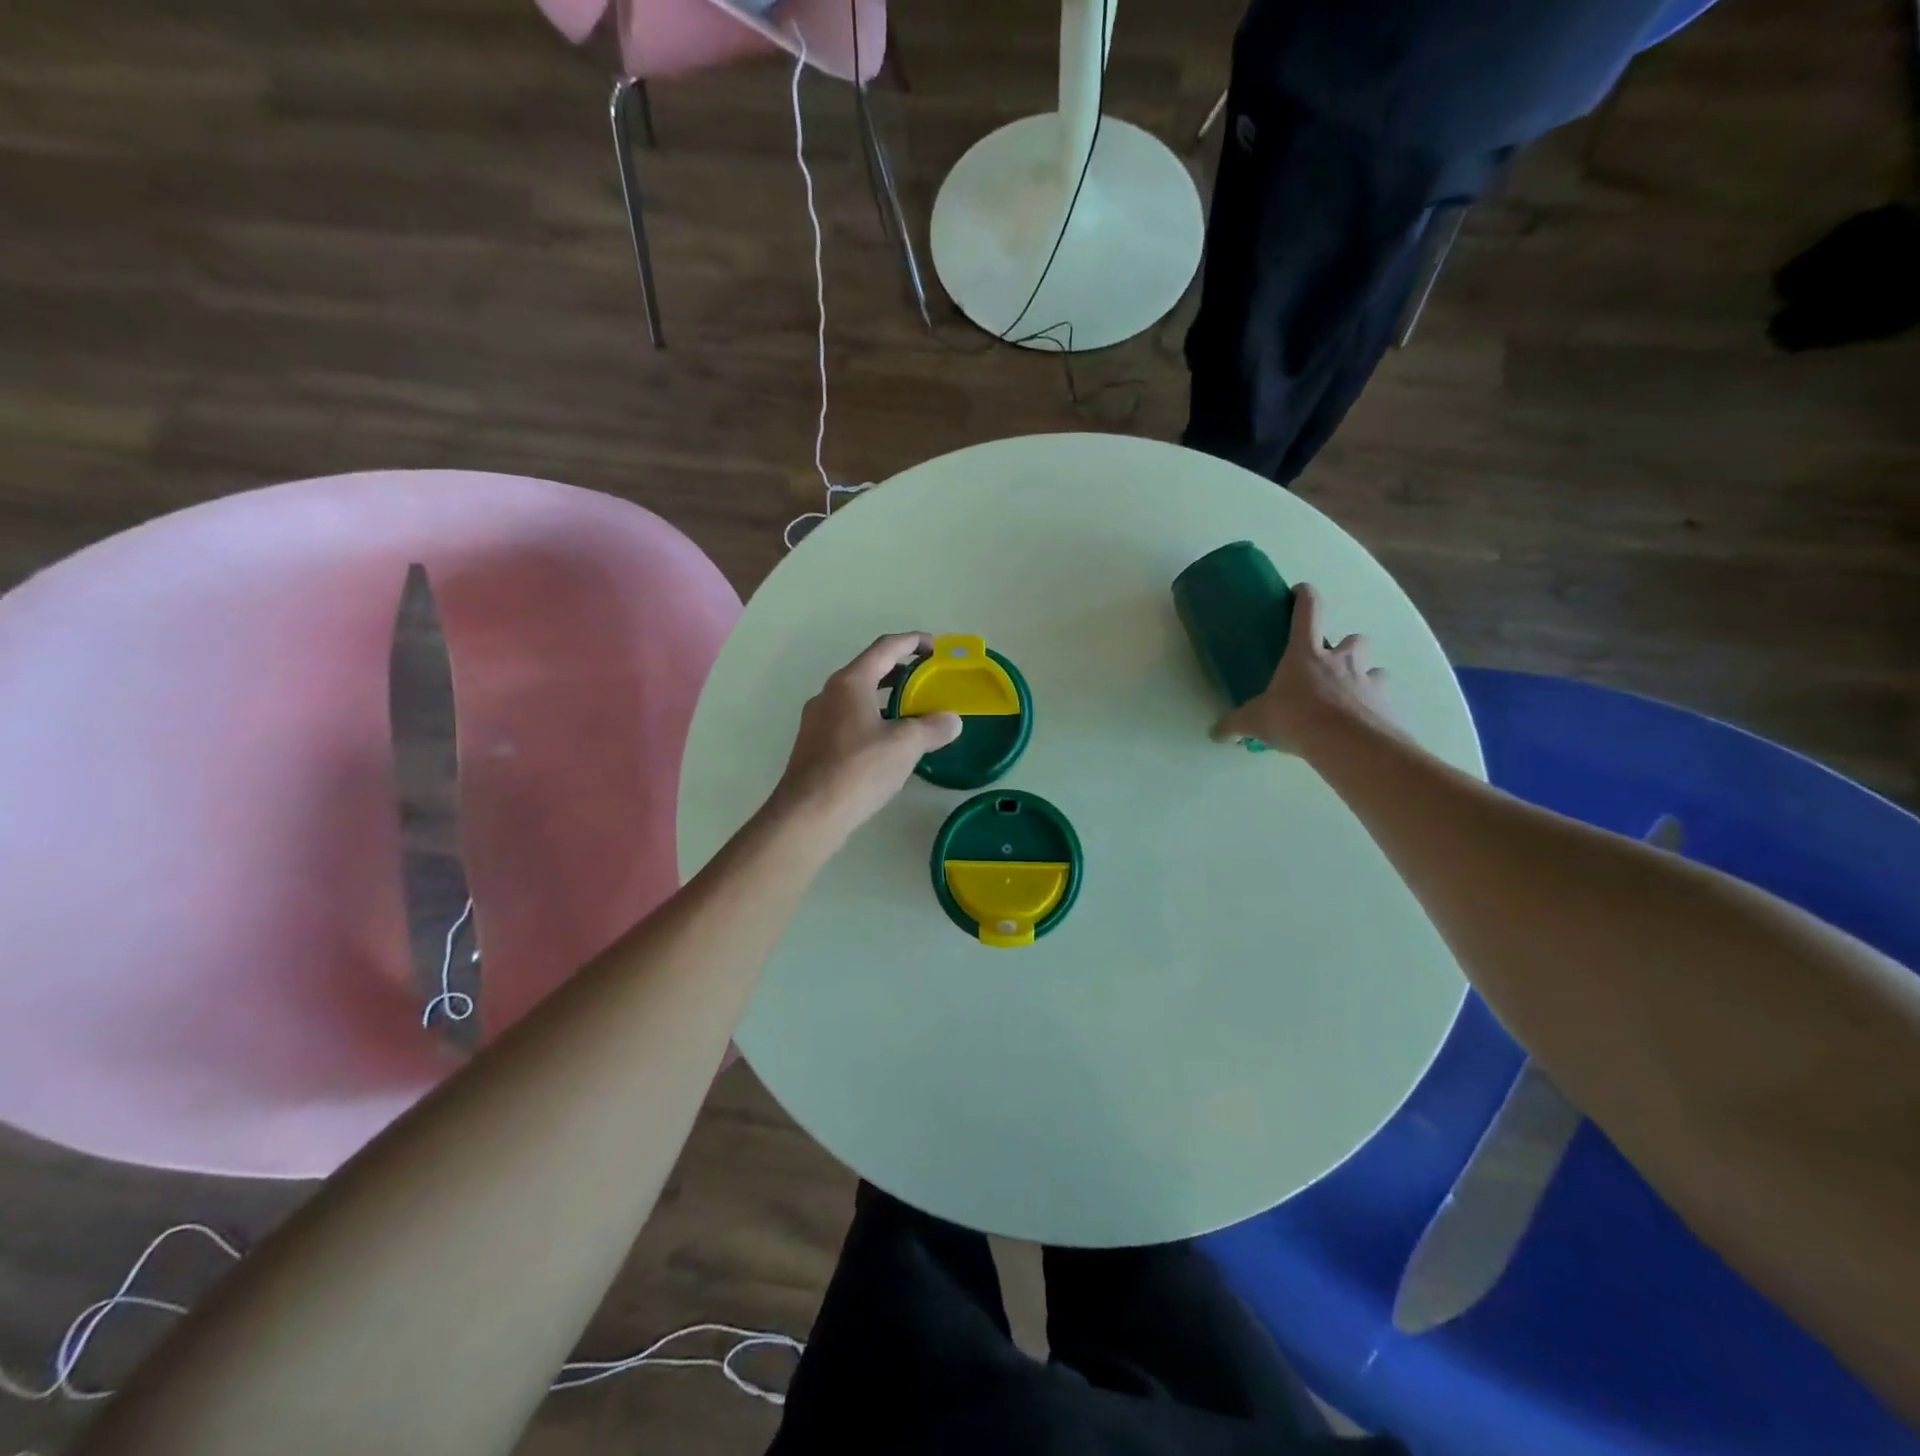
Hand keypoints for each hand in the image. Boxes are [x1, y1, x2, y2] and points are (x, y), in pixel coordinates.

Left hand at [770, 633, 961, 841]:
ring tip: (913, 713)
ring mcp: (817, 720)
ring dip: (886, 698)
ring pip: (858, 697)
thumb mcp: (905, 745)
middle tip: (929, 682)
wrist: (809, 814)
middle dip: (901, 672)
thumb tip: (952, 720)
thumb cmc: (859, 769)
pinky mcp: (814, 745)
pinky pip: (849, 720)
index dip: (914, 642)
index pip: (886, 647)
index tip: (937, 649)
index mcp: (850, 682)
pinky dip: (872, 720)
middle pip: (870, 670)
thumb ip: (932, 727)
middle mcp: (829, 693)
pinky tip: (888, 744)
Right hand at [1210, 583, 1393, 753]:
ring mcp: (1367, 680)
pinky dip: (1374, 707)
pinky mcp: (1385, 704)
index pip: (1308, 611)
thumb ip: (1235, 724)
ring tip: (1351, 695)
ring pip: (1375, 668)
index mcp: (1306, 653)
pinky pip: (1382, 699)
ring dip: (1365, 675)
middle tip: (1331, 664)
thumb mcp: (1256, 722)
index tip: (1301, 591)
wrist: (1347, 743)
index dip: (1305, 596)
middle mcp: (1341, 660)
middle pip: (1353, 639)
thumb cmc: (1296, 718)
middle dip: (1345, 647)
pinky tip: (1361, 723)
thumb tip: (1215, 733)